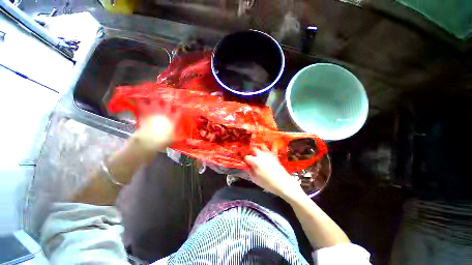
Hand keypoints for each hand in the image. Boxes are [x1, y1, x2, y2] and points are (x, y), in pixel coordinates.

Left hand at [131, 100, 179, 153]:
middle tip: (166, 99)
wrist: (150, 139)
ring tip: (152, 95)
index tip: (179, 107)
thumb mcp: (174, 139)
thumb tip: (184, 139)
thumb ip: (179, 137)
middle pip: (168, 101)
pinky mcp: (144, 110)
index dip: (179, 108)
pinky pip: (140, 101)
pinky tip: (137, 97)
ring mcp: (155, 110)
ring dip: (153, 97)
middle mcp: (165, 112)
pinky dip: (138, 99)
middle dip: (168, 99)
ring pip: (155, 98)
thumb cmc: (164, 140)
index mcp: (174, 118)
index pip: (179, 110)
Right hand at [244, 146, 304, 201]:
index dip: (246, 160)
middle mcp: (261, 155)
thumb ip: (251, 171)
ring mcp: (268, 154)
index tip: (247, 163)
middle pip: (253, 149)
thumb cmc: (268, 183)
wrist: (283, 183)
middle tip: (252, 157)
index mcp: (255, 161)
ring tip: (259, 153)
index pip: (247, 157)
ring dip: (259, 149)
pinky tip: (267, 150)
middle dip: (251, 152)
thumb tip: (249, 166)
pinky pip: (270, 149)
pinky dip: (268, 148)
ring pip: (262, 146)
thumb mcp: (255, 179)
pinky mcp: (274, 155)